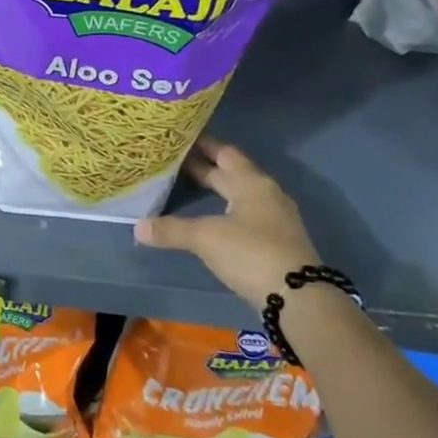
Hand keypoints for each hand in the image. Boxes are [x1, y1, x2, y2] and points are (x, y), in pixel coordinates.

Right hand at [133, 139, 319, 309]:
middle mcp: (266, 194)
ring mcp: (274, 218)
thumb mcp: (205, 238)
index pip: (224, 153)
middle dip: (205, 167)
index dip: (203, 145)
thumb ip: (171, 229)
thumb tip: (138, 227)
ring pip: (239, 194)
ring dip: (217, 189)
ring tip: (188, 186)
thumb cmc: (251, 253)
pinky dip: (225, 210)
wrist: (299, 299)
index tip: (180, 137)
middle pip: (232, 173)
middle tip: (175, 160)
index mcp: (251, 183)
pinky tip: (210, 218)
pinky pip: (245, 214)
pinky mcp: (276, 241)